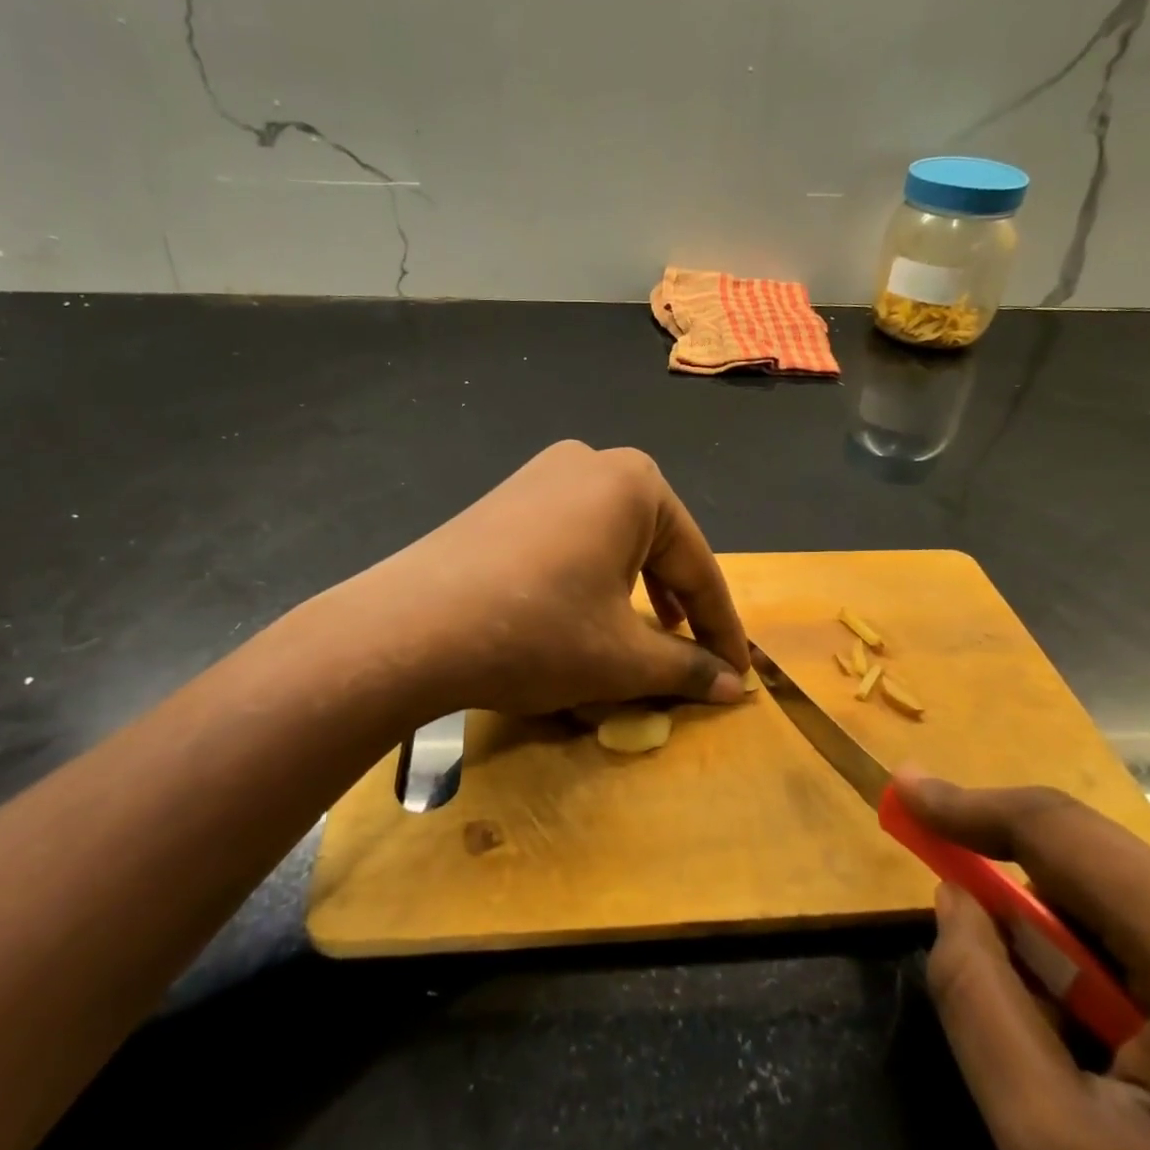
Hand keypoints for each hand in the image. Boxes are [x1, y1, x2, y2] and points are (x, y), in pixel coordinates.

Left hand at [343, 442, 749, 718]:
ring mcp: (541, 474)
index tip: (739, 674)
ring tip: (647, 632)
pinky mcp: (505, 498)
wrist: (410, 628)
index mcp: (635, 484)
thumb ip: (687, 667)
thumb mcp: (622, 658)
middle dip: (678, 603)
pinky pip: (570, 536)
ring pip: (612, 539)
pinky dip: (591, 575)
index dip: (721, 628)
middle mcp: (592, 462)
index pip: (697, 566)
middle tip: (695, 654)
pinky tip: (585, 608)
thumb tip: (736, 687)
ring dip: (636, 589)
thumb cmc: (537, 632)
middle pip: (656, 544)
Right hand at [900, 777, 1149, 1149]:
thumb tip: (957, 900)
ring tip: (1145, 1059)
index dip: (965, 805)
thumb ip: (980, 1011)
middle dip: (1050, 924)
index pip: (1056, 831)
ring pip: (1145, 892)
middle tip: (1062, 1021)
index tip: (902, 793)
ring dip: (1106, 948)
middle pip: (1099, 870)